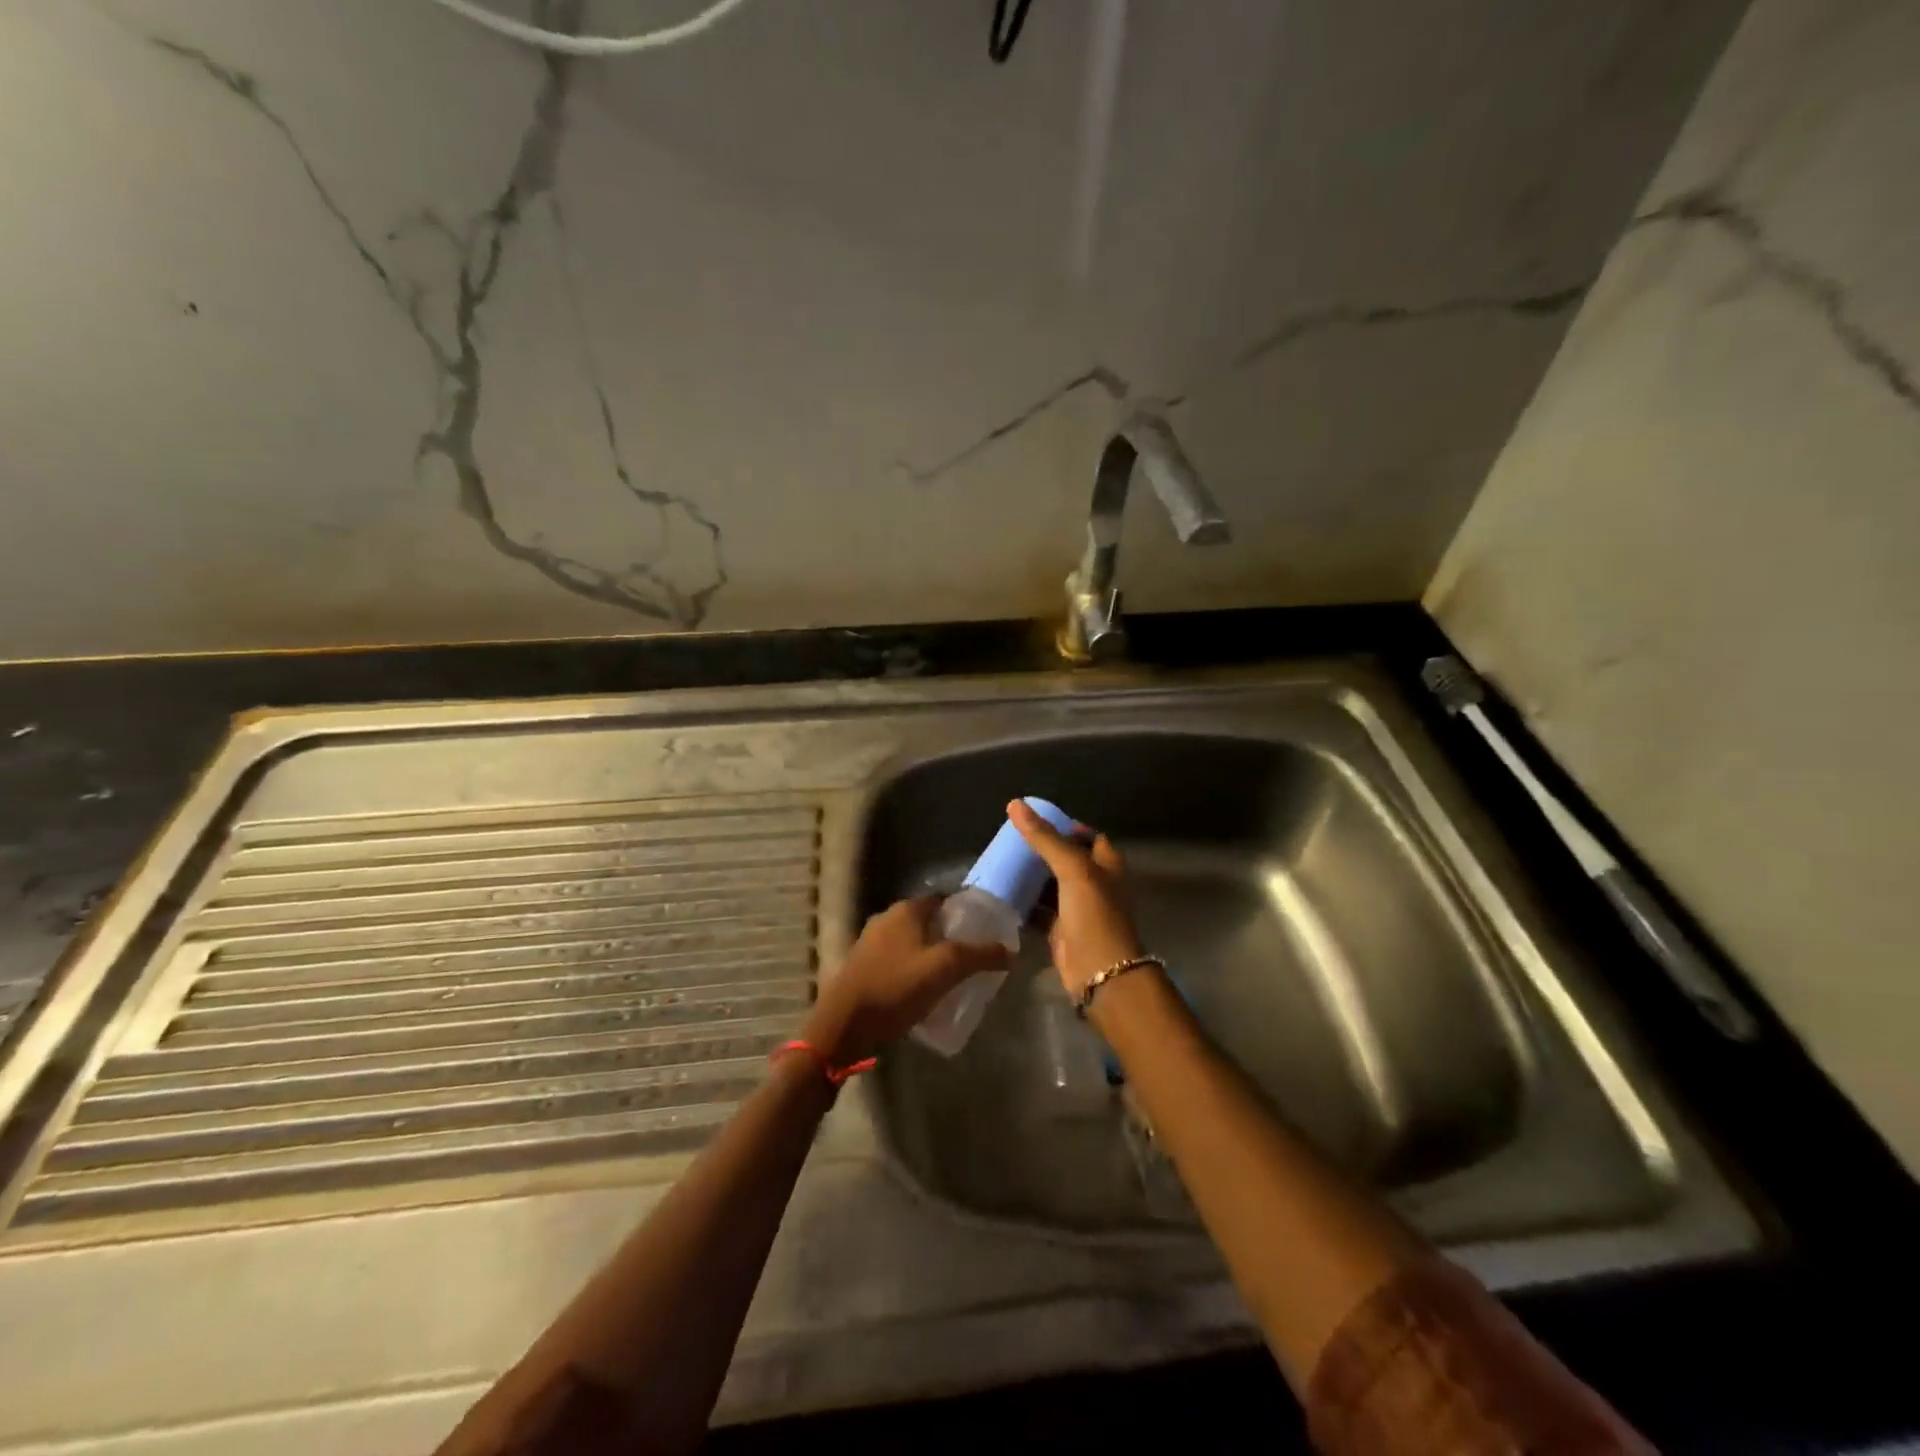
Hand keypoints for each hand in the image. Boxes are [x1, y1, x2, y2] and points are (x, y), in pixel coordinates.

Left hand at [804, 897, 1009, 1064]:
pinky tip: (922, 991)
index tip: (984, 930)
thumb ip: (980, 956)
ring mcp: (870, 943)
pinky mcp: (861, 967)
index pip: (942, 899)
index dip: (964, 911)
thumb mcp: (945, 969)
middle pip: (926, 921)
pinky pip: (896, 961)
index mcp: (906, 910)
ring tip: (951, 977)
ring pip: (910, 942)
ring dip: (929, 954)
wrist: (844, 1024)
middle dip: (948, 936)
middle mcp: (886, 919)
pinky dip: (911, 970)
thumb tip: (1010, 950)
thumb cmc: (896, 987)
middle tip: (972, 957)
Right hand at [1008, 799, 1143, 998]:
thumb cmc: (1094, 914)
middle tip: (1010, 840)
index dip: (1064, 826)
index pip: (1086, 835)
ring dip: (1031, 876)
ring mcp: (1078, 907)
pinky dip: (1025, 902)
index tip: (1035, 820)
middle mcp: (1095, 882)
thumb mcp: (1072, 869)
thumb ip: (1044, 837)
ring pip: (1051, 884)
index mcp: (1107, 864)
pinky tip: (1003, 892)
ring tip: (1001, 861)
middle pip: (1066, 858)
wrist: (1099, 972)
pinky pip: (1040, 909)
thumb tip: (1015, 804)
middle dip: (1042, 850)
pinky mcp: (1061, 929)